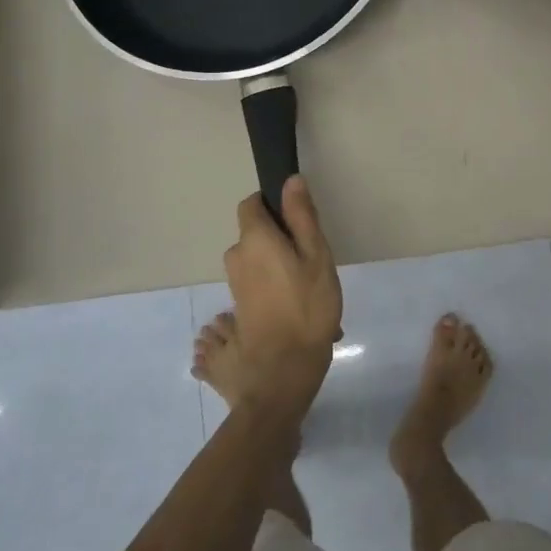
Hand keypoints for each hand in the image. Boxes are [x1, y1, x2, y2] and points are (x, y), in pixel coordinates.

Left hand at [222, 177, 342, 419]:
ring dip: (279, 266)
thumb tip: (290, 180)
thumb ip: (302, 216)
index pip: (251, 204)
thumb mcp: (316, 255)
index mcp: (253, 239)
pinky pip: (257, 283)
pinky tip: (299, 307)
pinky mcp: (240, 307)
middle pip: (256, 234)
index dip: (272, 205)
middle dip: (280, 239)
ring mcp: (235, 285)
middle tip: (312, 260)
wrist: (283, 370)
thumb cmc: (307, 306)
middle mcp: (237, 257)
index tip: (297, 220)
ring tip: (310, 288)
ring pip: (258, 260)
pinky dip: (275, 286)